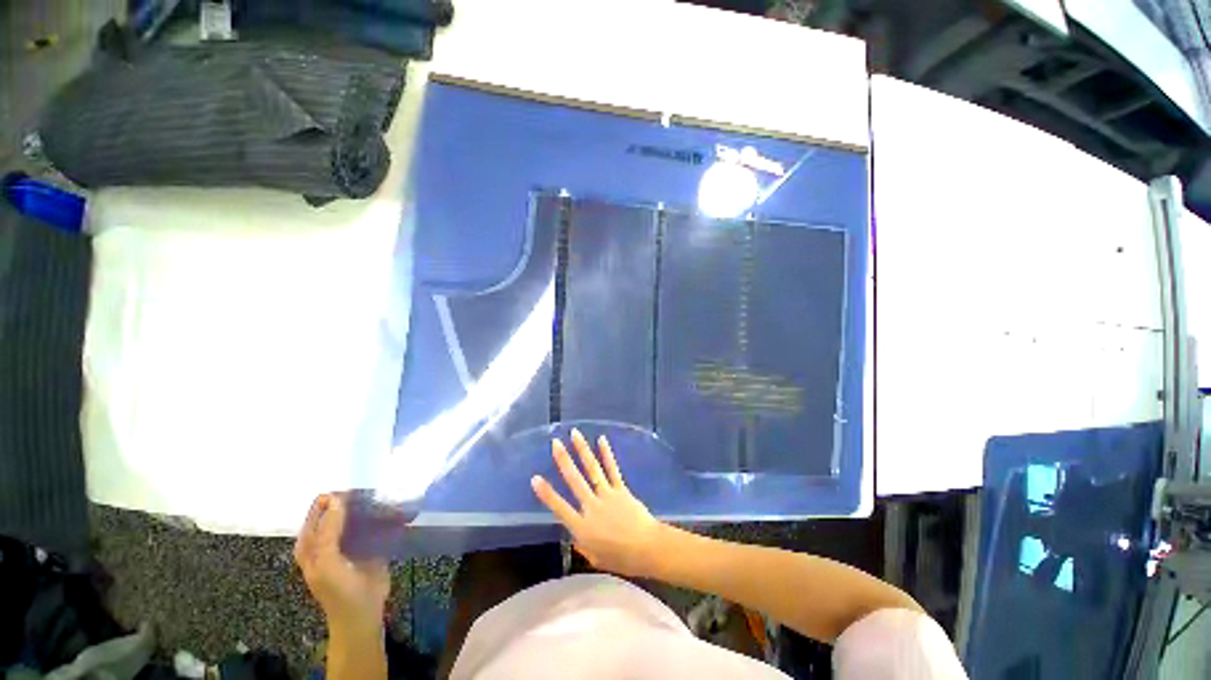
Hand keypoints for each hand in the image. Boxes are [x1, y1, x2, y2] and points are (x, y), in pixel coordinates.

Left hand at [295, 494, 389, 633]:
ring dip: (372, 504)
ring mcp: (349, 540)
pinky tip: (395, 507)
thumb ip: (327, 531)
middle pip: (340, 509)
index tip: (356, 484)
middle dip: (355, 498)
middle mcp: (328, 537)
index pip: (319, 509)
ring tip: (388, 493)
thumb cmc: (339, 590)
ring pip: (358, 514)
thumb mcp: (327, 563)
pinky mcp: (369, 542)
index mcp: (311, 542)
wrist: (364, 613)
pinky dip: (383, 514)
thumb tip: (335, 497)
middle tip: (375, 488)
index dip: (334, 496)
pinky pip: (374, 523)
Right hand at [531, 429, 667, 577]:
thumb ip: (583, 544)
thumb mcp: (595, 558)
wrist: (646, 548)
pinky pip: (612, 469)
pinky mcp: (620, 489)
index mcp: (582, 527)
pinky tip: (601, 439)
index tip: (535, 478)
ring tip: (575, 434)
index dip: (546, 493)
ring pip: (592, 469)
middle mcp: (591, 506)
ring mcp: (607, 495)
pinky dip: (606, 453)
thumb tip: (577, 534)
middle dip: (563, 460)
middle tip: (555, 443)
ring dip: (582, 450)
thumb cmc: (621, 558)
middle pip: (575, 480)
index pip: (559, 508)